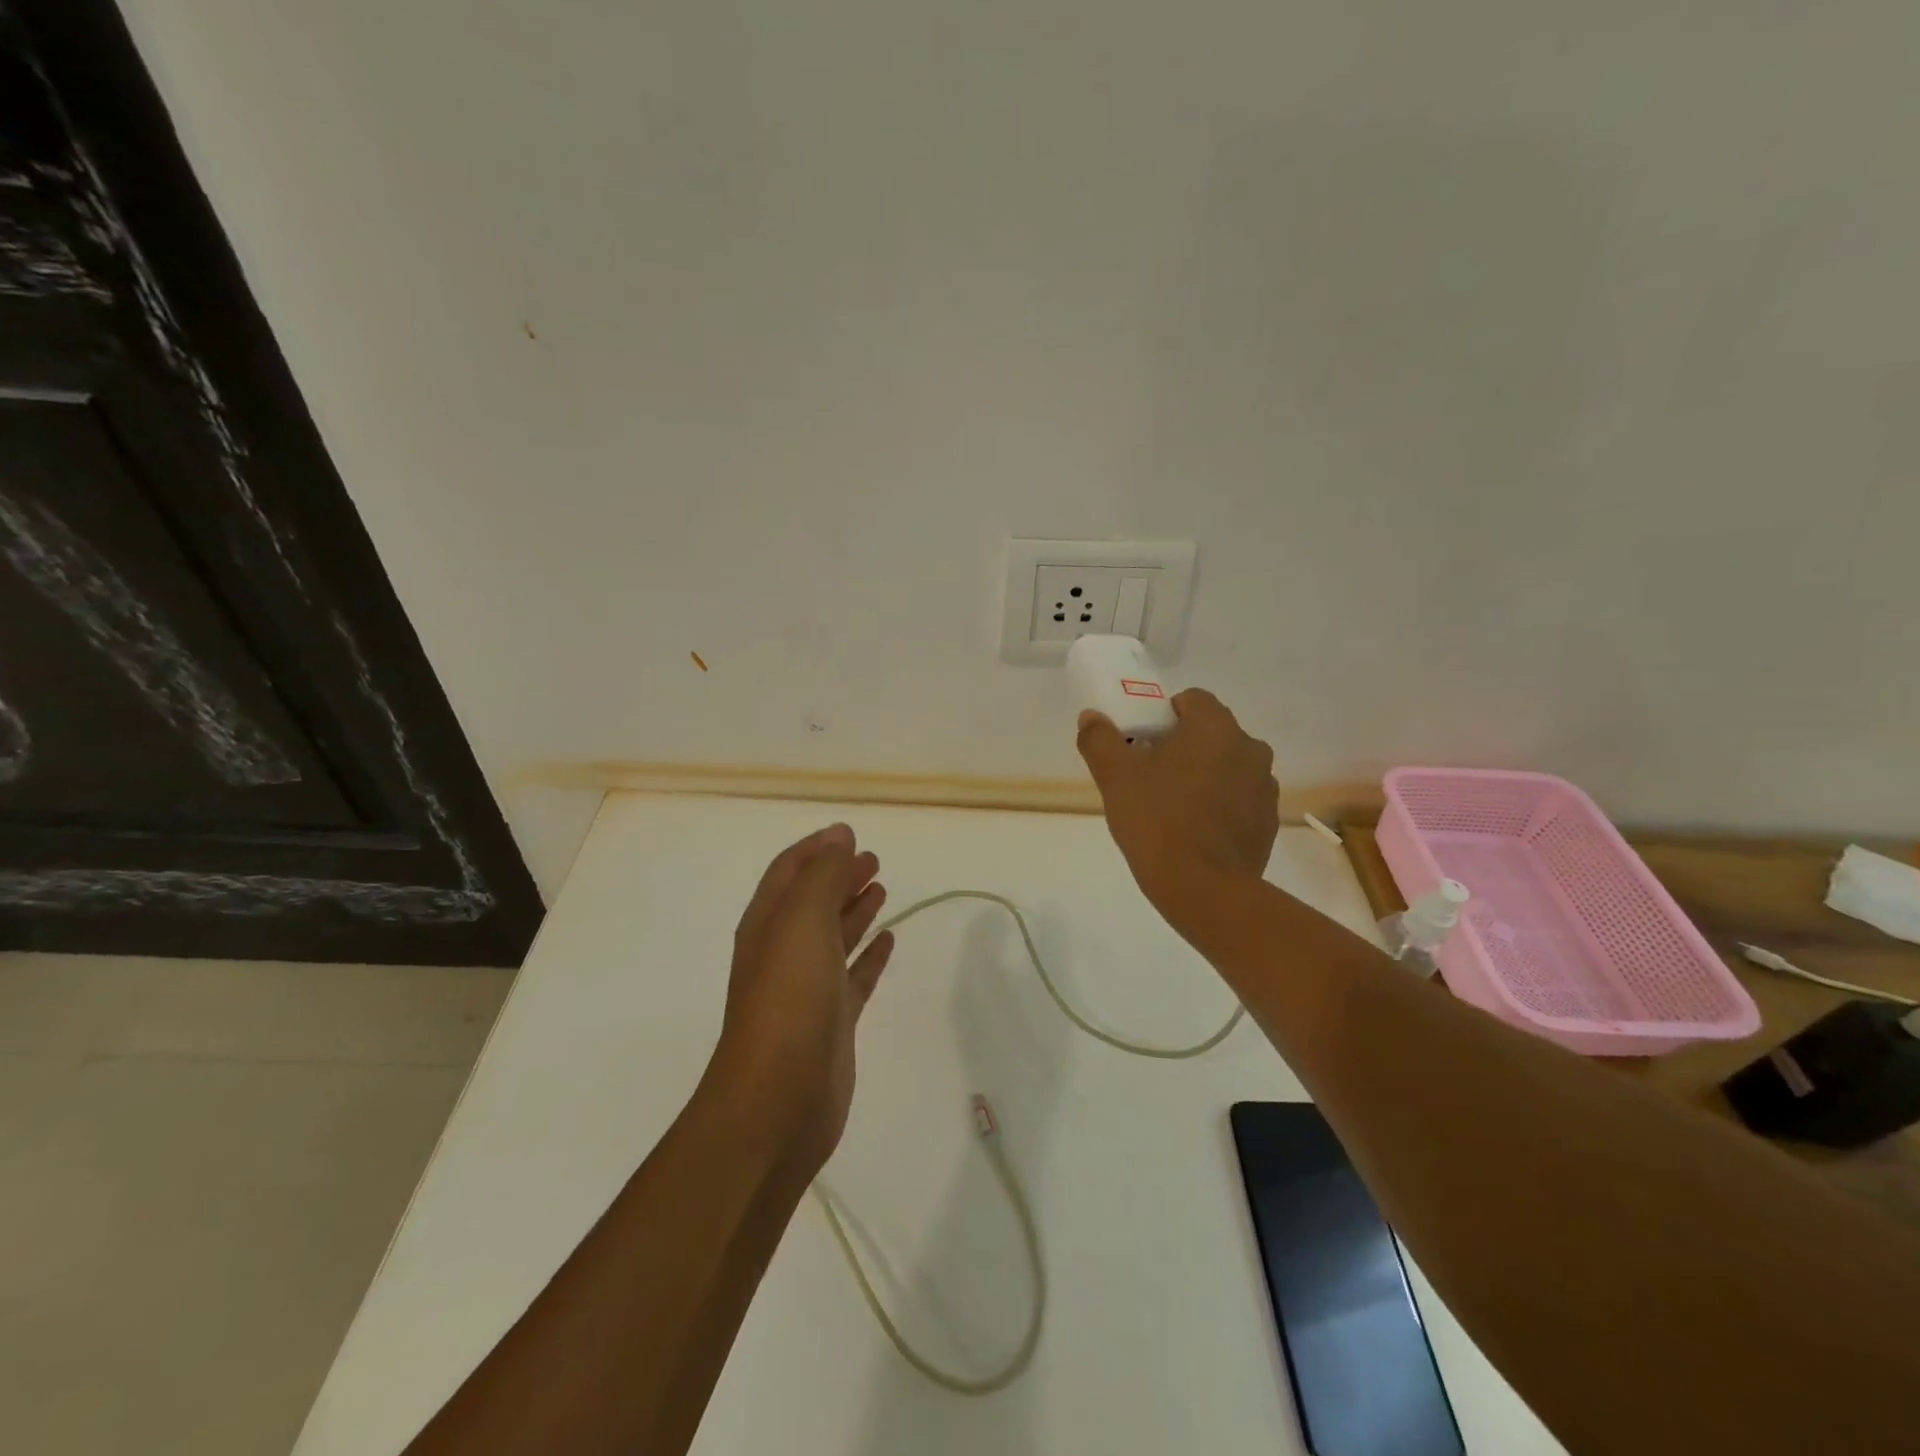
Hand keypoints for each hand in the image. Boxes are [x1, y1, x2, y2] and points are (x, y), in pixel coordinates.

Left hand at [708, 824, 894, 1176]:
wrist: (779, 1100)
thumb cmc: (788, 998)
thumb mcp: (802, 921)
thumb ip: (822, 874)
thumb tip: (839, 834)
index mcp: (768, 924)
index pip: (789, 872)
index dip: (815, 849)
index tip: (847, 833)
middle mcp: (784, 951)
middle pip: (813, 901)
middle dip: (839, 876)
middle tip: (873, 859)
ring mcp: (808, 988)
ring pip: (835, 937)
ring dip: (855, 909)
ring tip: (881, 887)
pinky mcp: (833, 1020)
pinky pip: (855, 975)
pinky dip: (870, 954)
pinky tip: (889, 940)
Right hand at [1077, 689, 1279, 919]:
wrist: (1203, 888)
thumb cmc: (1157, 820)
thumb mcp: (1114, 777)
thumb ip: (1099, 739)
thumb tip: (1091, 717)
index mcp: (1215, 727)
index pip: (1191, 700)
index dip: (1163, 716)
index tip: (1143, 743)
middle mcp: (1249, 747)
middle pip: (1211, 733)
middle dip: (1183, 746)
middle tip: (1151, 776)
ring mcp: (1264, 786)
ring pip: (1228, 765)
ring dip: (1205, 775)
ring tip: (1175, 807)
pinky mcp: (1269, 820)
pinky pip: (1240, 798)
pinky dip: (1221, 805)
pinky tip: (1197, 831)